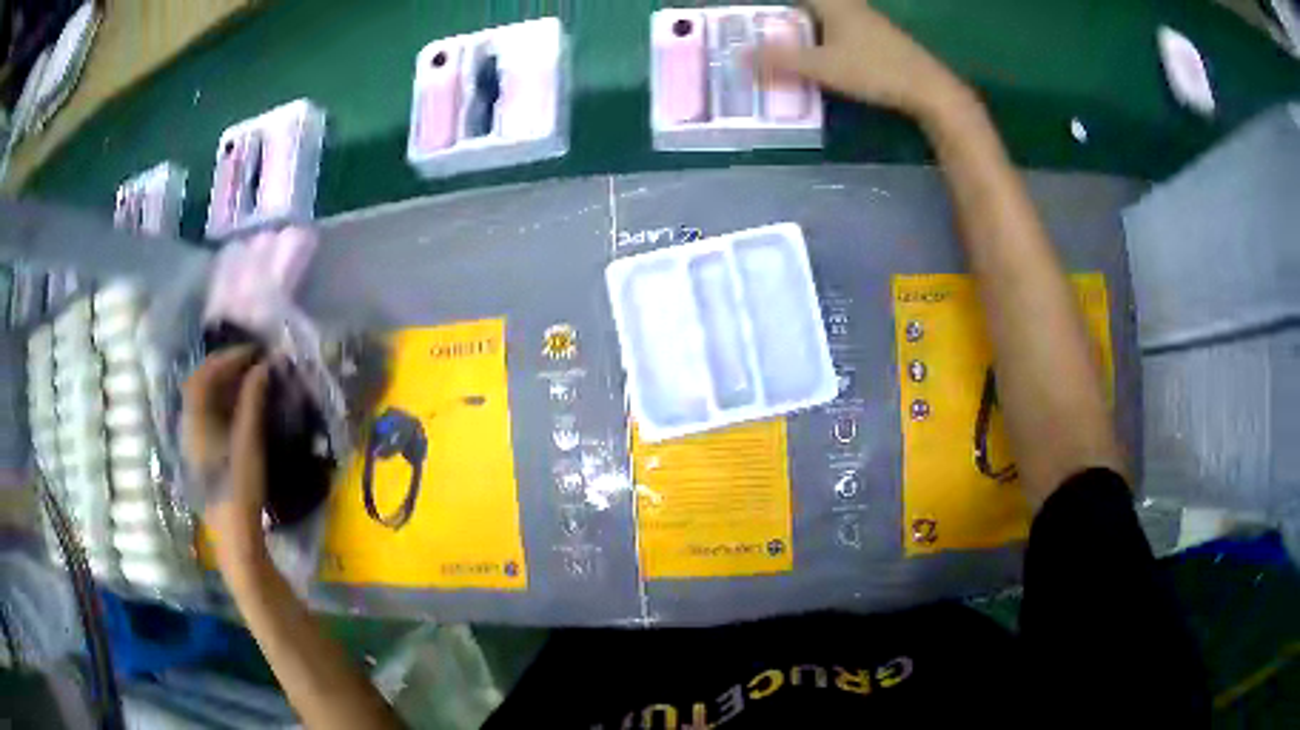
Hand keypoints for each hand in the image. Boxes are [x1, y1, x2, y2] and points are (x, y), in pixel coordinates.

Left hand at [182, 348, 272, 570]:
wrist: (236, 536)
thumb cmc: (241, 489)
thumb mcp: (249, 442)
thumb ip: (254, 401)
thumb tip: (265, 365)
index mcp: (195, 420)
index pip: (205, 374)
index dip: (229, 357)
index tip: (256, 352)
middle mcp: (190, 425)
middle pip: (202, 383)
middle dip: (227, 366)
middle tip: (255, 362)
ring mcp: (195, 440)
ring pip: (206, 398)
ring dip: (227, 383)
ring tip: (253, 378)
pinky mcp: (204, 452)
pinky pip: (210, 414)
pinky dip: (226, 401)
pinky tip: (243, 405)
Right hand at [758, 0, 969, 120]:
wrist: (929, 89)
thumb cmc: (874, 69)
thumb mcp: (822, 67)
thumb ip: (781, 61)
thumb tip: (738, 57)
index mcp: (834, 3)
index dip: (776, 6)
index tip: (756, 13)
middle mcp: (851, 6)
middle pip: (814, 5)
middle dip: (790, 16)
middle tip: (765, 32)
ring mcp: (868, 22)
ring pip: (829, 16)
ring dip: (808, 26)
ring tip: (785, 43)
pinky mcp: (880, 40)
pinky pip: (842, 29)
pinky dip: (825, 36)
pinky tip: (821, 55)